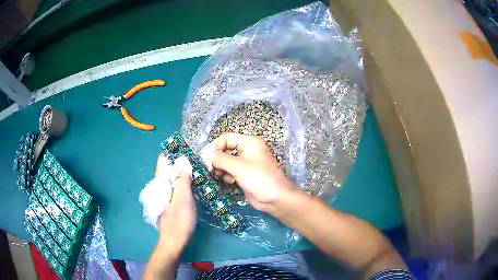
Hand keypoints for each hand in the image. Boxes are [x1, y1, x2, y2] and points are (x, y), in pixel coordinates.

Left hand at [155, 154, 196, 253]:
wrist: (175, 241)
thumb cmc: (179, 220)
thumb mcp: (183, 198)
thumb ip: (183, 179)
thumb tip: (184, 161)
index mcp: (160, 183)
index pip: (163, 160)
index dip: (174, 152)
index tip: (188, 148)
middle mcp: (160, 186)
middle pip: (169, 168)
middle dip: (181, 161)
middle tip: (198, 158)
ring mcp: (165, 195)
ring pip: (174, 178)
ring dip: (184, 173)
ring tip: (199, 168)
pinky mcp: (171, 202)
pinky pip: (177, 187)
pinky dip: (185, 183)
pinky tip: (195, 185)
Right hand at [210, 133, 295, 213]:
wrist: (275, 198)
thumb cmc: (259, 178)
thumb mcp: (238, 166)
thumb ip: (220, 159)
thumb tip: (209, 156)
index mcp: (249, 142)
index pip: (226, 138)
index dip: (215, 147)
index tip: (206, 159)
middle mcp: (247, 150)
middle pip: (225, 149)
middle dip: (217, 159)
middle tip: (211, 169)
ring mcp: (247, 163)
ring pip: (227, 161)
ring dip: (222, 168)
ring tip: (222, 175)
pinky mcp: (246, 174)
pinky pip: (231, 171)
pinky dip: (228, 175)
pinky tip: (231, 181)